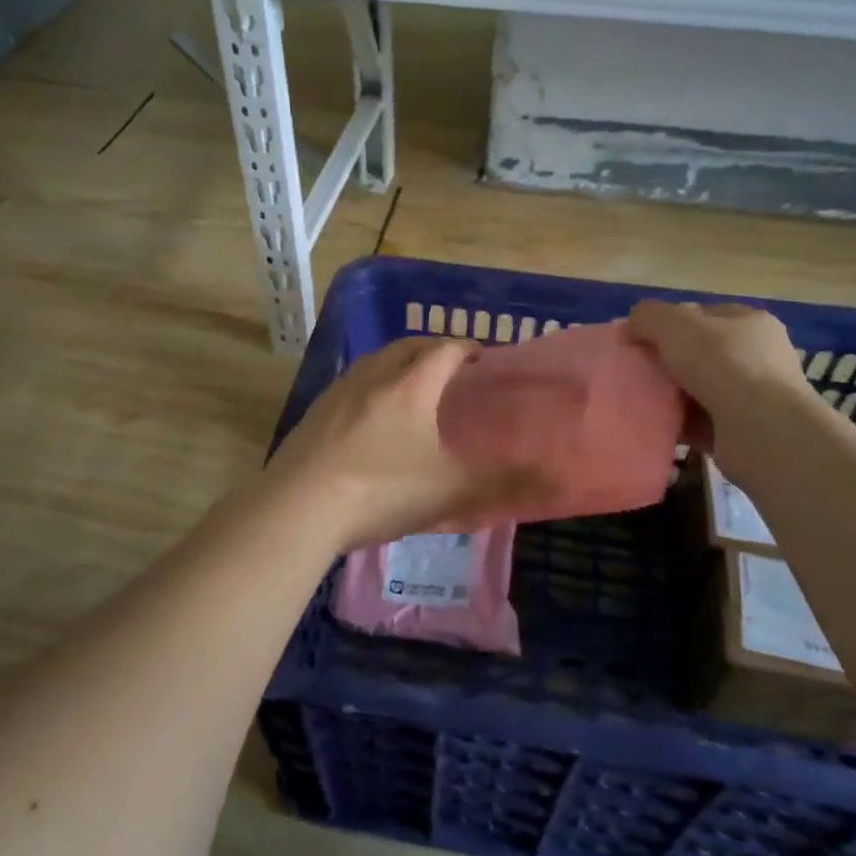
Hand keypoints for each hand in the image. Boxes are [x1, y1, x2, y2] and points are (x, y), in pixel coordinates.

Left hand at [261, 336, 552, 551]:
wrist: (298, 508)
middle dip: (432, 350)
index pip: (445, 349)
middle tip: (452, 370)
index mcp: (409, 385)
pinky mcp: (313, 415)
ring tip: (413, 390)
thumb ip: (504, 483)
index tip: (484, 361)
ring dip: (398, 366)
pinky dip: (370, 388)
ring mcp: (337, 393)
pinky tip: (370, 420)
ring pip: (374, 363)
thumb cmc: (382, 490)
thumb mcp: (450, 489)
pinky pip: (350, 386)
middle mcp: (372, 377)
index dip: (468, 349)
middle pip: (407, 347)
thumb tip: (557, 478)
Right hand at [627, 300, 815, 462]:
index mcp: (750, 322)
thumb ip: (648, 316)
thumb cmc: (723, 364)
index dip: (667, 322)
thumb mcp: (674, 324)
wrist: (761, 431)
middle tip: (635, 370)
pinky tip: (655, 424)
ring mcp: (754, 396)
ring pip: (698, 389)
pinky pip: (700, 422)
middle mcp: (758, 356)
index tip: (638, 338)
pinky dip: (679, 423)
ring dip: (670, 395)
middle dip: (666, 361)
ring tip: (639, 399)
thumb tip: (630, 326)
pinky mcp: (744, 432)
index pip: (702, 315)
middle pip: (699, 353)